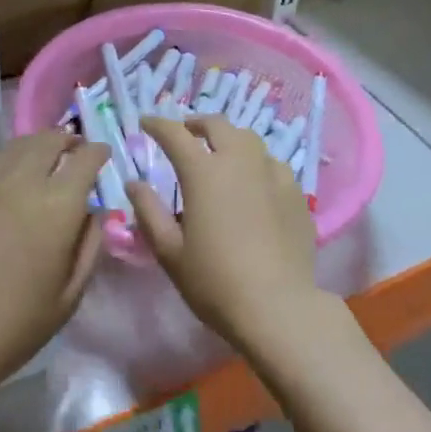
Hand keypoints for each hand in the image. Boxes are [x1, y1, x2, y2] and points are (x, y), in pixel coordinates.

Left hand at [0, 131, 109, 396]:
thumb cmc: (17, 324)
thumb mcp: (71, 294)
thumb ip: (89, 246)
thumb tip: (93, 214)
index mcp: (56, 205)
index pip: (84, 159)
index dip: (98, 152)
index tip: (103, 155)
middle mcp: (22, 182)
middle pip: (48, 141)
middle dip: (67, 139)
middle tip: (76, 147)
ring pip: (17, 146)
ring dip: (38, 143)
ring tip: (47, 153)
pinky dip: (11, 159)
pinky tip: (13, 176)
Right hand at [131, 115, 325, 356]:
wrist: (278, 308)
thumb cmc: (215, 281)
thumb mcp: (170, 251)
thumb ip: (149, 211)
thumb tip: (134, 183)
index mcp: (204, 172)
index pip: (175, 134)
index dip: (157, 124)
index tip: (146, 123)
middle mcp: (239, 161)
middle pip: (217, 125)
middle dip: (196, 123)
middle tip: (185, 133)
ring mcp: (272, 174)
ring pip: (249, 139)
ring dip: (229, 140)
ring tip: (221, 155)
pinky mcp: (296, 192)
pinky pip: (272, 164)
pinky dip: (256, 164)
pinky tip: (255, 183)